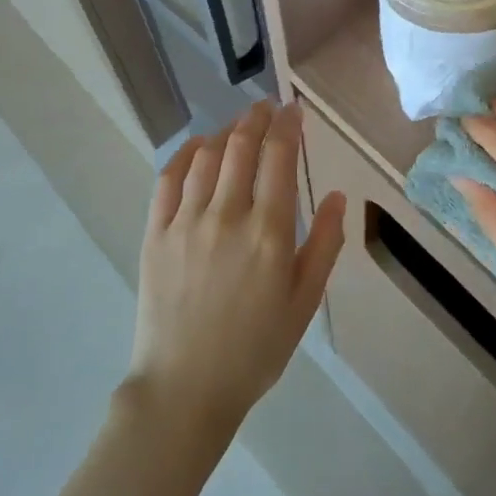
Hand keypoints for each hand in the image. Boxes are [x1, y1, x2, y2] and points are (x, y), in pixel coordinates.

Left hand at [127, 100, 345, 437]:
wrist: (185, 388)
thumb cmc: (255, 349)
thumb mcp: (304, 303)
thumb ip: (324, 245)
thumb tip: (340, 196)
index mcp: (268, 233)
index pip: (279, 158)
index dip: (287, 126)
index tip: (293, 110)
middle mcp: (227, 216)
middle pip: (241, 147)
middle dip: (257, 119)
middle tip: (267, 108)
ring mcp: (186, 222)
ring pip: (207, 156)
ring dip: (225, 131)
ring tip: (238, 125)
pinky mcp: (155, 233)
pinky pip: (169, 178)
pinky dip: (185, 153)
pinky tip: (198, 146)